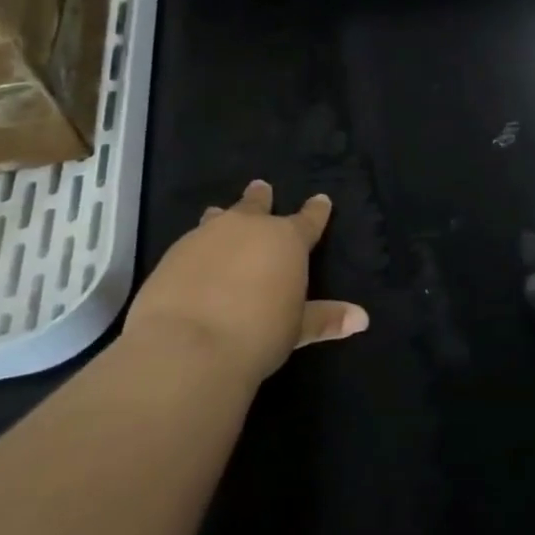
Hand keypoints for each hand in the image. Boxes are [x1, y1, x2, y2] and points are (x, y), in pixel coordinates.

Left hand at [126, 179, 367, 383]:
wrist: (187, 347)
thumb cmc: (258, 333)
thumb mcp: (297, 329)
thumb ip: (326, 318)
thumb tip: (362, 319)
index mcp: (286, 240)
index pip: (309, 220)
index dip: (317, 211)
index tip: (321, 200)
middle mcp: (248, 228)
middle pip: (257, 205)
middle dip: (261, 198)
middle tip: (261, 187)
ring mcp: (206, 236)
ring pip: (218, 218)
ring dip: (223, 217)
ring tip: (218, 213)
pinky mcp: (172, 254)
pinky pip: (191, 242)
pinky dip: (197, 247)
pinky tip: (193, 259)